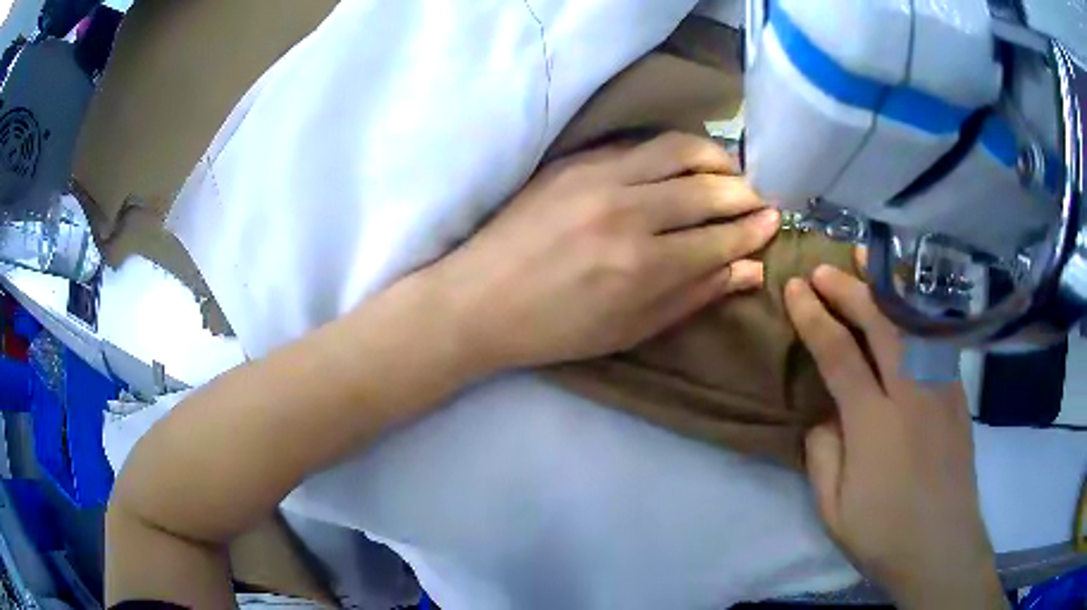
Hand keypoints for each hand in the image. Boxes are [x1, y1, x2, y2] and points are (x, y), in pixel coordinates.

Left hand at [429, 132, 779, 370]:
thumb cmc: (557, 329)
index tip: (773, 222)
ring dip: (716, 158)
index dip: (754, 229)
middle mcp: (629, 213)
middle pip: (709, 188)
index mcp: (644, 267)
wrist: (479, 299)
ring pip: (679, 149)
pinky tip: (683, 162)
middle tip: (758, 199)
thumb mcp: (631, 329)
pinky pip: (640, 143)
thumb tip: (750, 270)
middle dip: (744, 192)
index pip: (721, 238)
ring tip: (730, 172)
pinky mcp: (575, 161)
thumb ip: (694, 295)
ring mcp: (599, 178)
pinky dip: (674, 149)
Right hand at [784, 266, 1005, 609]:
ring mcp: (940, 389)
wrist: (942, 547)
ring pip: (912, 322)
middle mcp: (910, 394)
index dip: (814, 317)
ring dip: (886, 288)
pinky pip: (936, 338)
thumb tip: (825, 416)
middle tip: (822, 269)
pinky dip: (917, 310)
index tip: (794, 290)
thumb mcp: (833, 510)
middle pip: (879, 324)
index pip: (839, 355)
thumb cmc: (883, 535)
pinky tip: (906, 301)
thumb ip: (822, 456)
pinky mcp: (957, 393)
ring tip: (866, 260)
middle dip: (848, 289)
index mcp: (873, 425)